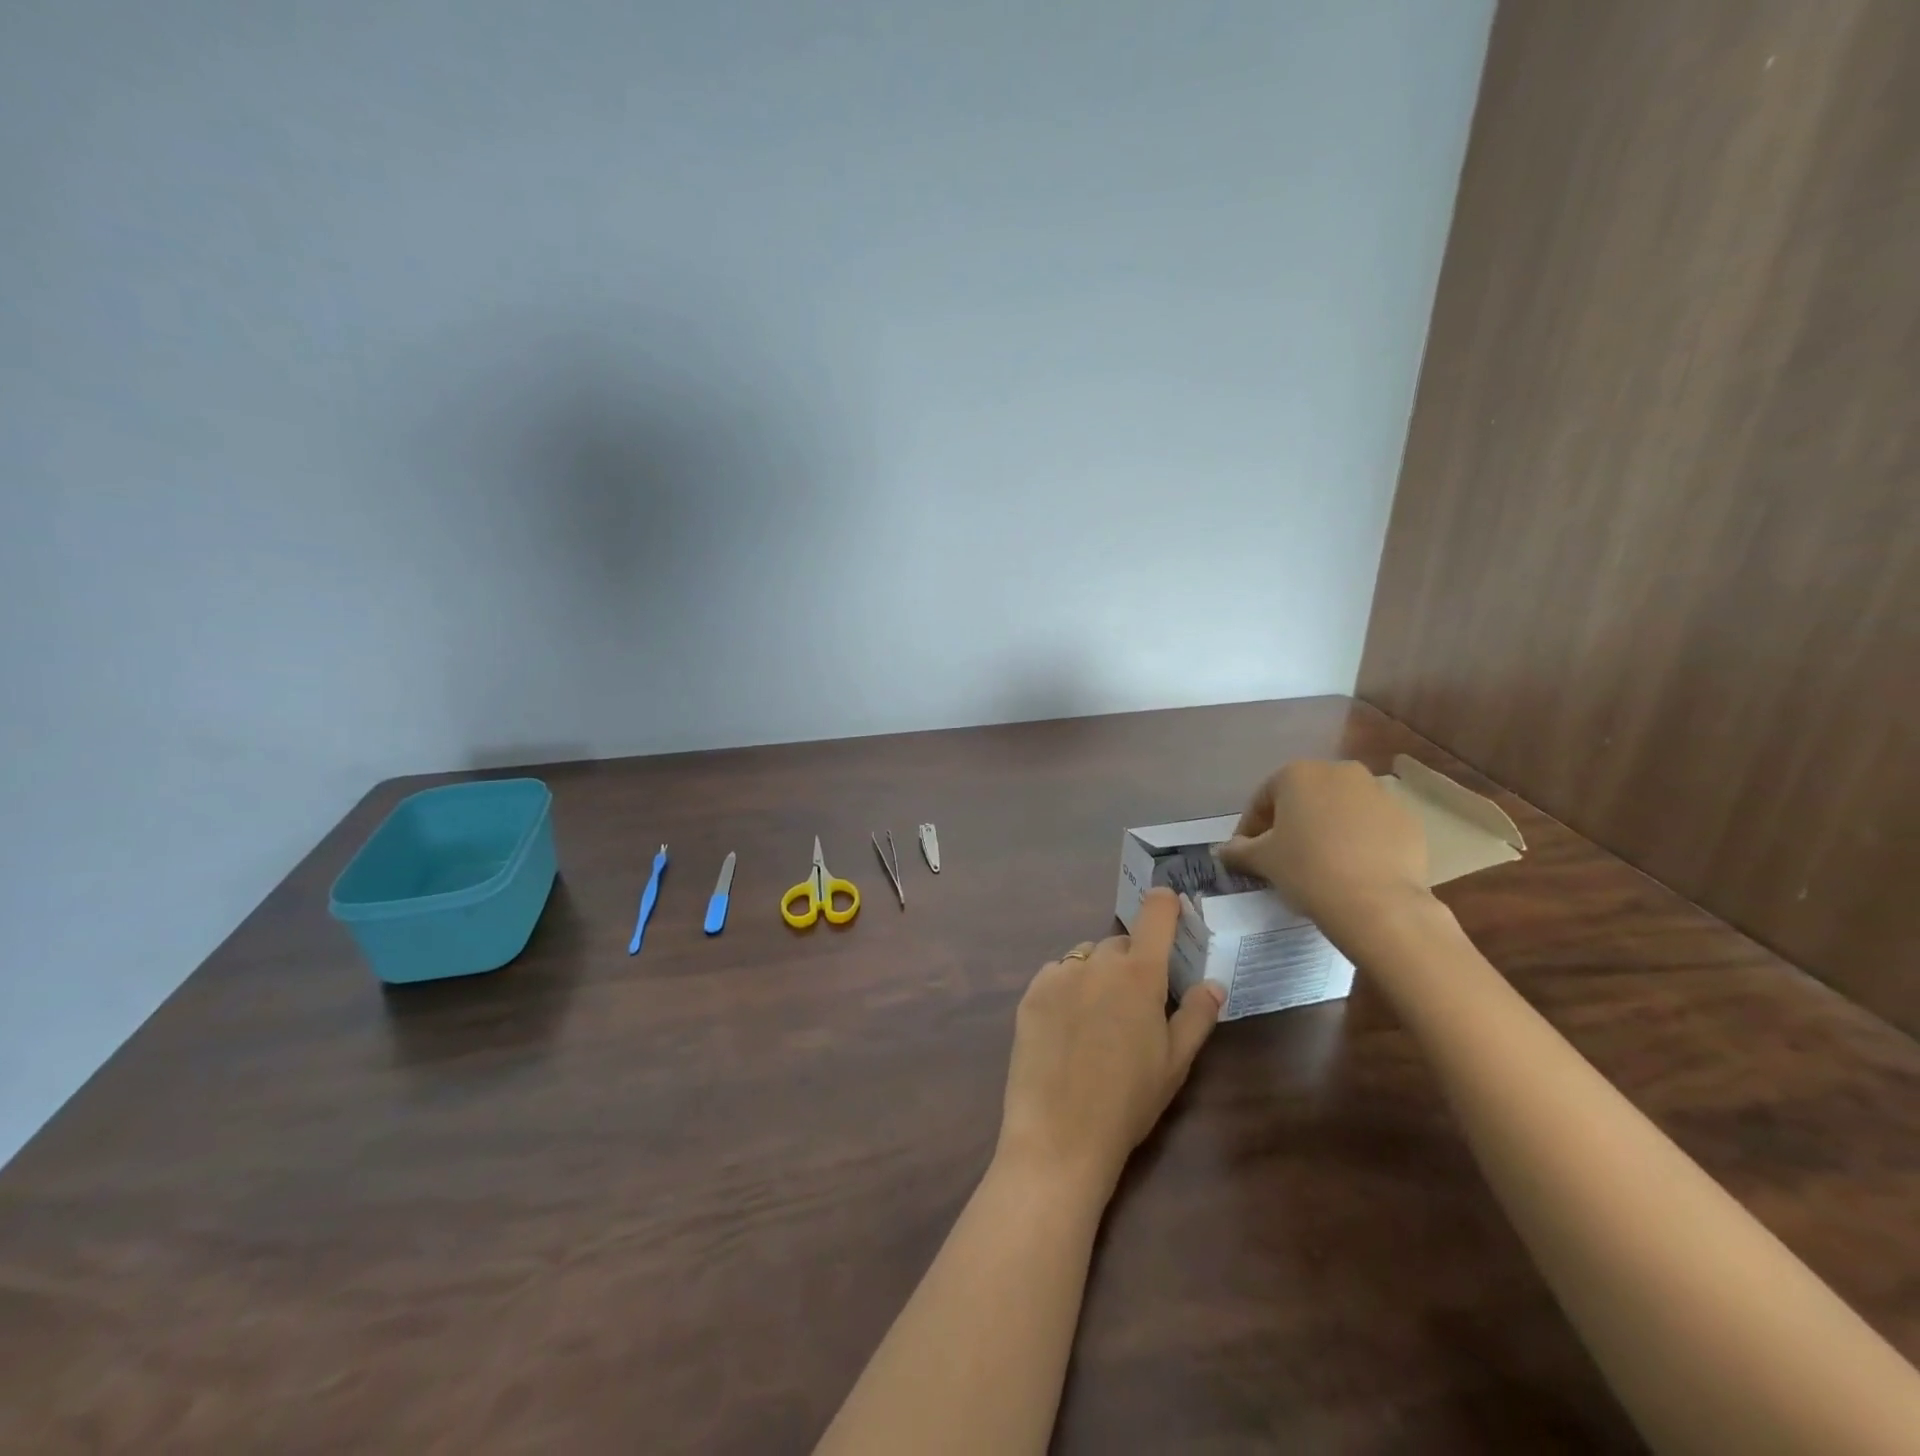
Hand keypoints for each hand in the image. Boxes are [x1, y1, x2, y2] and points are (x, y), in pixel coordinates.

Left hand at [995, 889, 1223, 1199]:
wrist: (1060, 1134)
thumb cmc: (1129, 1102)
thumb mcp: (1175, 1063)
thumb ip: (1198, 1016)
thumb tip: (1214, 984)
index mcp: (1140, 974)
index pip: (1155, 915)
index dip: (1165, 904)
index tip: (1169, 903)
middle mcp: (1098, 962)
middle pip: (1121, 944)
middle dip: (1132, 962)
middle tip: (1136, 1004)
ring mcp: (1059, 974)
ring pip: (1087, 958)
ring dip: (1098, 974)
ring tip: (1098, 1019)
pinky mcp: (1031, 992)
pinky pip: (1057, 974)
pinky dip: (1067, 987)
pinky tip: (1067, 1026)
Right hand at [1214, 759, 1428, 928]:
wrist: (1378, 904)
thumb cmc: (1307, 870)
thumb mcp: (1261, 860)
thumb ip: (1238, 850)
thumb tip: (1224, 850)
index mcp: (1298, 774)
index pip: (1263, 800)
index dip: (1251, 828)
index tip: (1247, 854)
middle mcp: (1340, 772)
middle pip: (1304, 798)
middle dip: (1290, 823)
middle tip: (1282, 856)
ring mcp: (1379, 793)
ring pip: (1340, 810)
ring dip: (1326, 829)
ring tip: (1320, 863)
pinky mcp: (1407, 819)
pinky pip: (1371, 826)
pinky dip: (1358, 841)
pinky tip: (1352, 869)